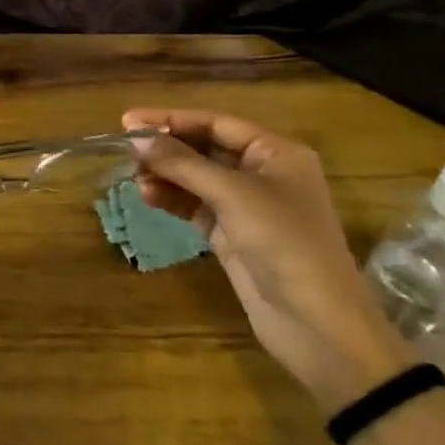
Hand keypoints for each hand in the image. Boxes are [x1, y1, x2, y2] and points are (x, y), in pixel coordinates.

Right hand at [123, 108, 413, 410]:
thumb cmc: (284, 243)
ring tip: (135, 178)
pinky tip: (148, 197)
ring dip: (166, 175)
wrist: (318, 326)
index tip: (128, 120)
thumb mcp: (232, 195)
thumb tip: (136, 138)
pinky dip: (172, 199)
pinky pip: (195, 206)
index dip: (171, 119)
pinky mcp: (233, 235)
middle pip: (204, 148)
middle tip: (126, 150)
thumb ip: (182, 163)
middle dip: (166, 148)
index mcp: (275, 152)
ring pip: (196, 178)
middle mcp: (262, 173)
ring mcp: (247, 206)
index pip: (216, 123)